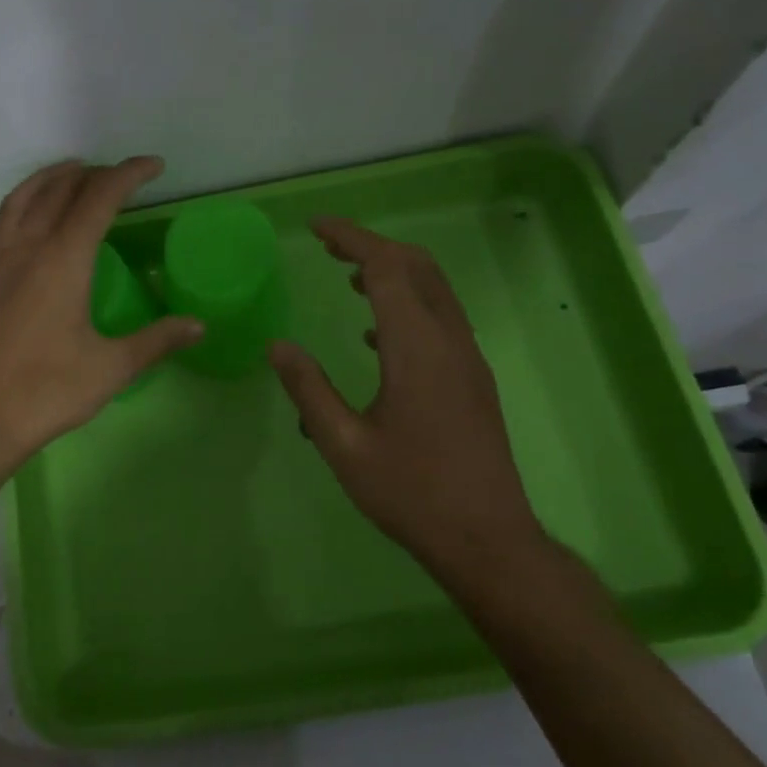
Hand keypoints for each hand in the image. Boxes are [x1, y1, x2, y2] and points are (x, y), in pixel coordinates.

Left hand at [0, 158, 202, 466]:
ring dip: (47, 180)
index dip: (128, 174)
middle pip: (58, 190)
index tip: (153, 166)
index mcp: (64, 259)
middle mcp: (25, 248)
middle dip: (92, 174)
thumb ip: (157, 340)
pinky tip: (15, 225)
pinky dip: (9, 215)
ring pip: (18, 201)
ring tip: (68, 174)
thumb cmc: (47, 392)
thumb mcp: (112, 368)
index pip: (100, 197)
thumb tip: (199, 325)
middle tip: (117, 176)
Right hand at [269, 217, 546, 573]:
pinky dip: (407, 304)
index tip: (316, 227)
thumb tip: (278, 347)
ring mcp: (468, 359)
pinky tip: (375, 334)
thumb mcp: (343, 444)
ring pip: (434, 290)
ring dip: (393, 272)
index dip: (351, 238)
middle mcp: (449, 341)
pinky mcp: (474, 378)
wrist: (488, 539)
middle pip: (417, 267)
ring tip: (348, 278)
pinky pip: (440, 318)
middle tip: (328, 247)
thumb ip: (309, 389)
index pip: (386, 268)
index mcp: (416, 348)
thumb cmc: (411, 491)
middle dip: (372, 246)